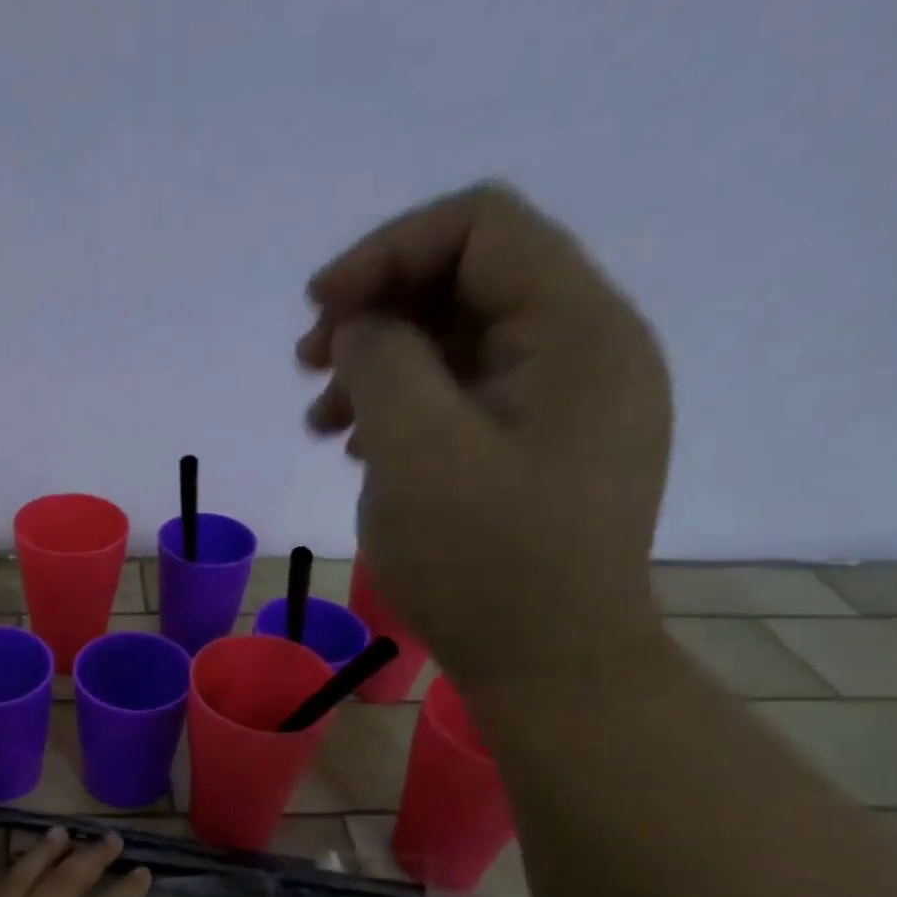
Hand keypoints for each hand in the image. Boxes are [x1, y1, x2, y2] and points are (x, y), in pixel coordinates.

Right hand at [297, 182, 673, 687]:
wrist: (550, 668)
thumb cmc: (483, 561)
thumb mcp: (414, 448)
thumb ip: (381, 357)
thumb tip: (363, 324)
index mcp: (577, 329)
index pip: (480, 227)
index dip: (386, 252)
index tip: (316, 310)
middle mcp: (587, 350)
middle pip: (469, 283)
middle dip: (377, 312)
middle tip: (308, 366)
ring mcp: (569, 405)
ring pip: (463, 345)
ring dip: (384, 365)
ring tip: (323, 421)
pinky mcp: (545, 451)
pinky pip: (470, 399)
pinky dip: (410, 409)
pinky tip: (365, 450)